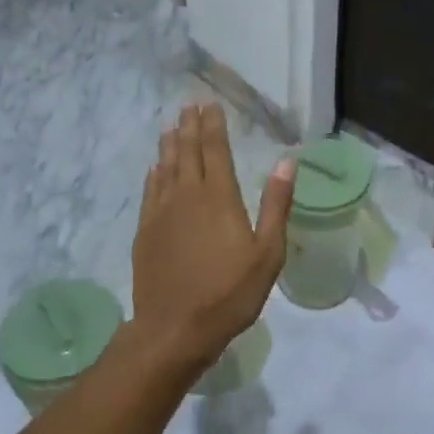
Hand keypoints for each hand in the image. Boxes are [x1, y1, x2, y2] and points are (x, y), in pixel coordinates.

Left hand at [131, 105, 293, 372]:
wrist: (174, 328)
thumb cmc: (230, 293)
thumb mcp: (267, 253)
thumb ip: (276, 205)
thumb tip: (287, 162)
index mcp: (219, 197)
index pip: (215, 149)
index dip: (213, 125)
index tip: (210, 104)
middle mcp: (187, 196)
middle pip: (187, 152)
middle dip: (189, 127)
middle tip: (189, 106)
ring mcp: (161, 213)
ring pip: (165, 167)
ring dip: (169, 145)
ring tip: (171, 127)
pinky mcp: (146, 231)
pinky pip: (150, 191)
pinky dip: (154, 174)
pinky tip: (155, 169)